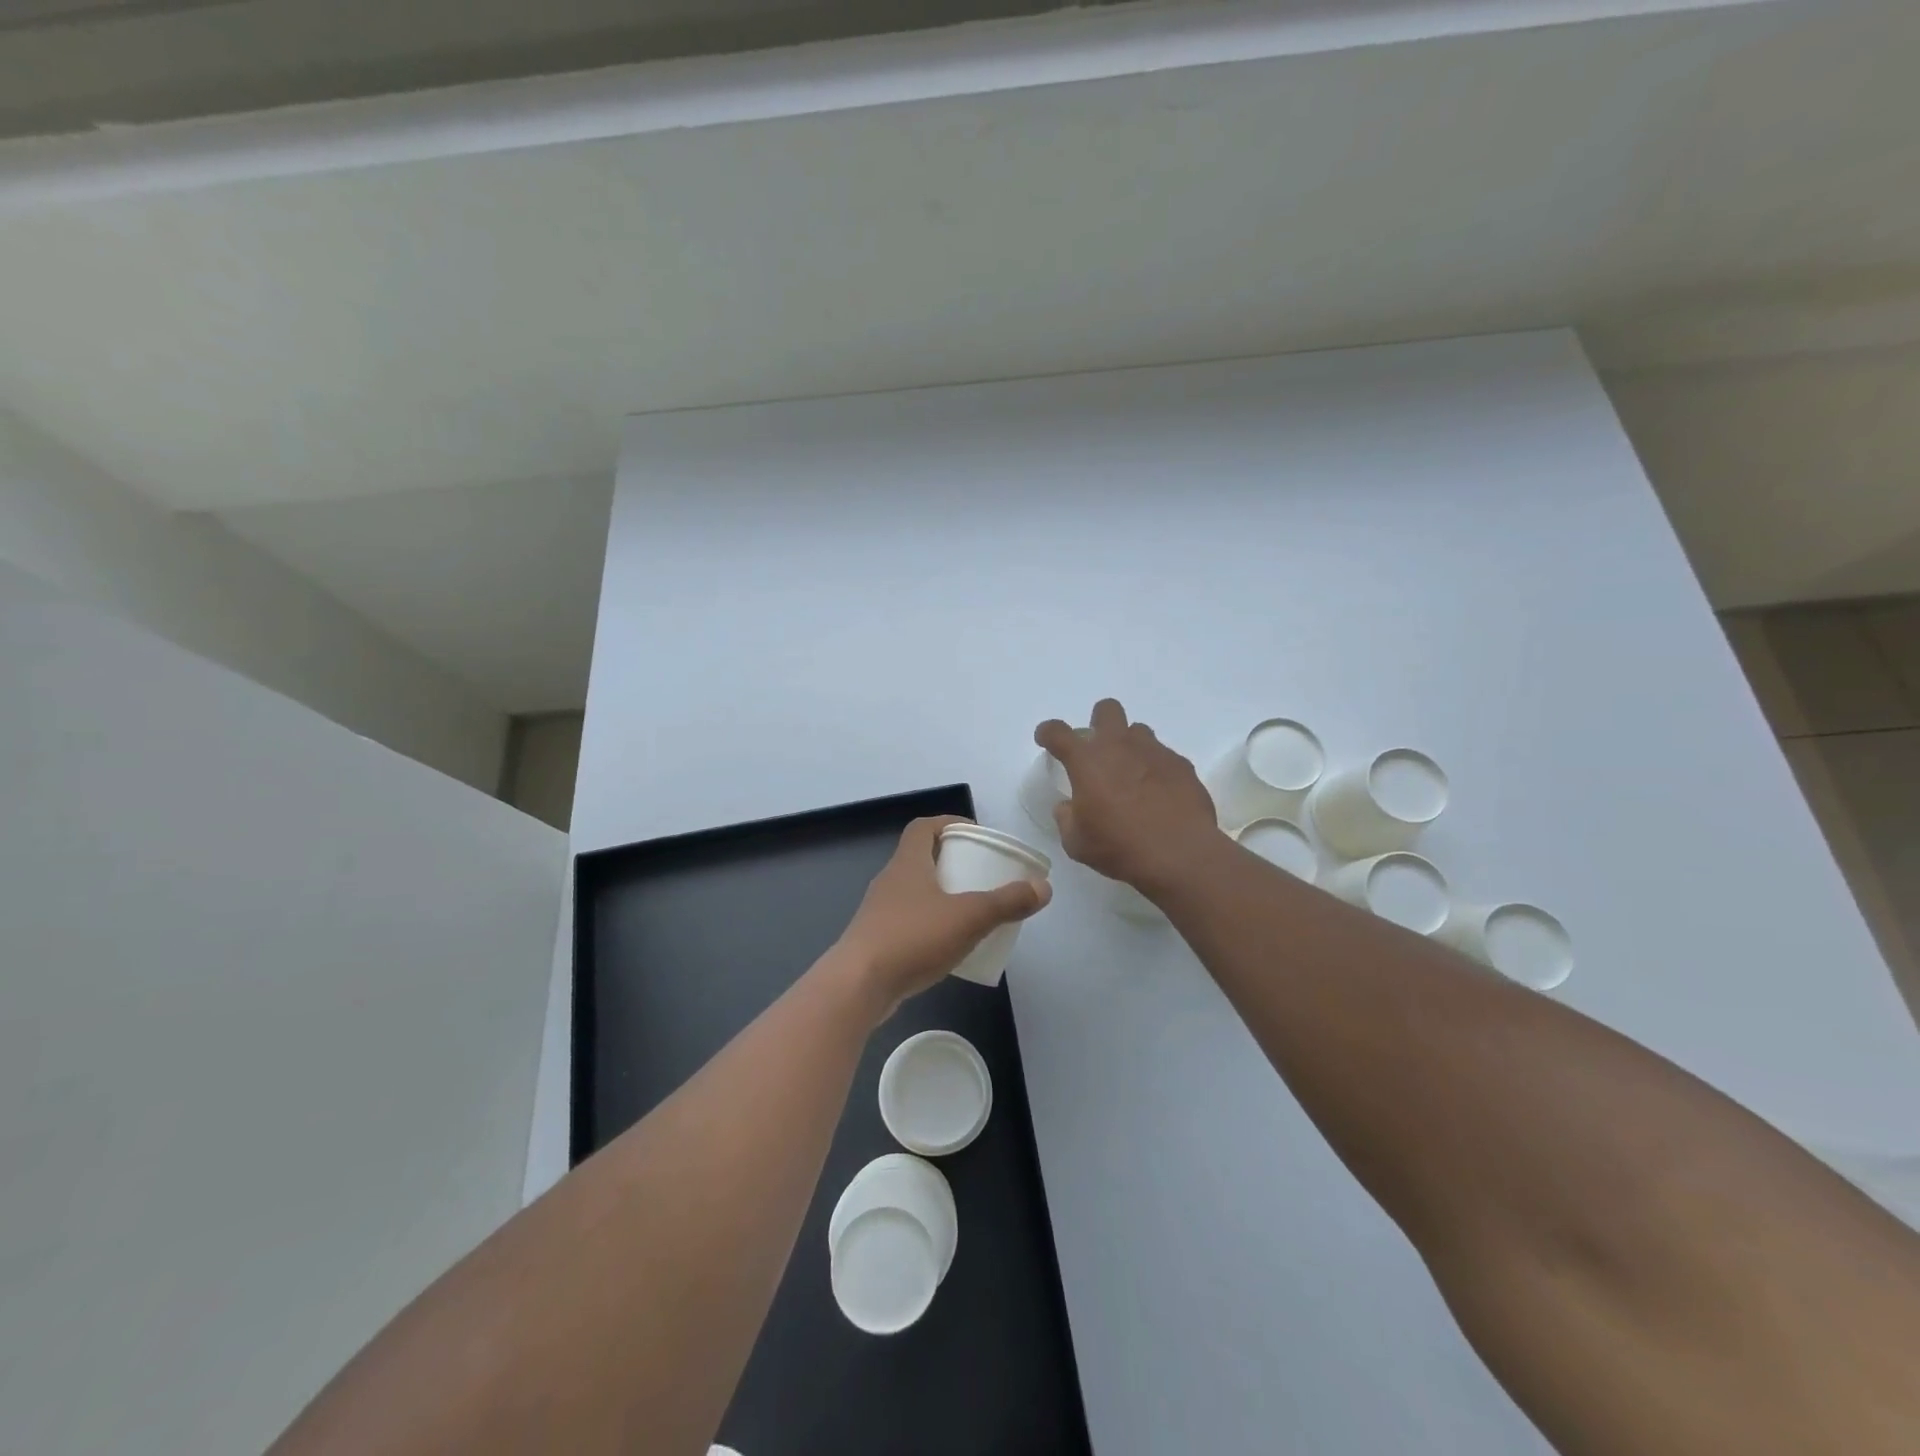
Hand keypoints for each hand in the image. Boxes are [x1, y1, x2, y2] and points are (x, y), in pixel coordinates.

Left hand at [833, 816, 1051, 1018]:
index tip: (973, 834)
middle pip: (920, 857)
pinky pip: (908, 921)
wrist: (858, 985)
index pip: (923, 827)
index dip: (948, 823)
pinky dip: (929, 923)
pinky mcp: (877, 940)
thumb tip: (1043, 887)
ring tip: (969, 909)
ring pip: (914, 891)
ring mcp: (879, 912)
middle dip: (951, 861)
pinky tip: (948, 944)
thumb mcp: (968, 917)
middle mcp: (890, 880)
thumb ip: (1006, 902)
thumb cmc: (913, 938)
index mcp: (908, 863)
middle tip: (980, 873)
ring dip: (940, 894)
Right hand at [1035, 698, 1221, 896]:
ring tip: (1132, 776)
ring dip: (1130, 747)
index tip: (1046, 738)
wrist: (1179, 854)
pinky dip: (1156, 769)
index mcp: (1087, 761)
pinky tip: (1159, 794)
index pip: (1058, 732)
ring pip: (1138, 732)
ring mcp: (1154, 752)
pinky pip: (1164, 756)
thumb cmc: (1119, 847)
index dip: (1048, 732)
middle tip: (1099, 750)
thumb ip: (1067, 818)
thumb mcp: (1077, 842)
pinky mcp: (1181, 765)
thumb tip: (1068, 806)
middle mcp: (1119, 746)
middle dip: (1099, 722)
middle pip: (1107, 710)